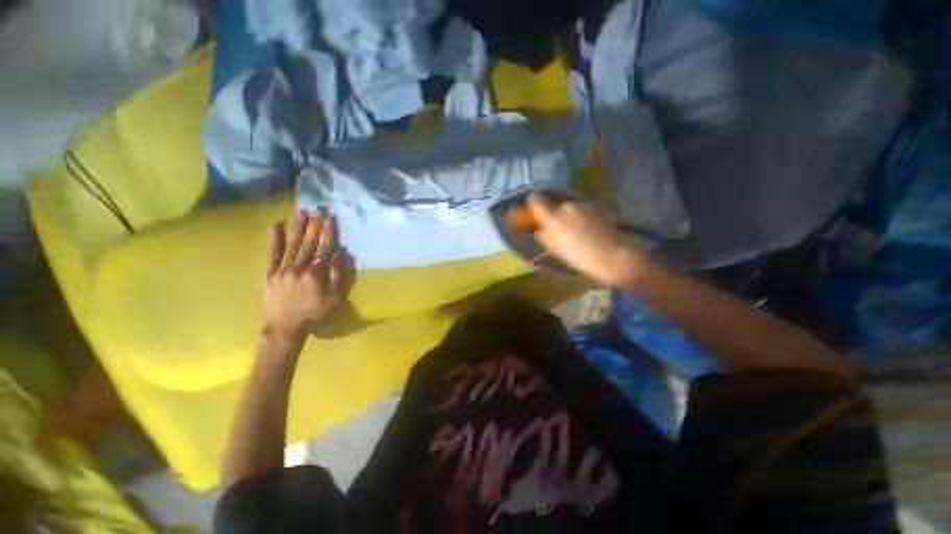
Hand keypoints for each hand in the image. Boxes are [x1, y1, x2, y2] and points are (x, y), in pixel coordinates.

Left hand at [265, 213, 352, 339]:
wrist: (286, 326)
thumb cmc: (316, 312)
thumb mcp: (335, 297)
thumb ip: (338, 274)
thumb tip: (339, 253)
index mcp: (316, 274)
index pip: (324, 248)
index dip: (328, 232)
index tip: (330, 218)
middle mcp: (299, 268)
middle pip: (309, 243)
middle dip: (315, 225)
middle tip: (318, 209)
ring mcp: (282, 269)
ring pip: (292, 244)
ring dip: (298, 227)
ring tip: (303, 212)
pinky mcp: (270, 273)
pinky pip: (272, 253)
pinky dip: (274, 239)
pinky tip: (276, 225)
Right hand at [526, 193, 646, 285]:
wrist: (613, 257)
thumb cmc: (580, 257)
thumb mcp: (554, 250)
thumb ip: (543, 235)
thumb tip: (539, 229)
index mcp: (553, 216)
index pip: (534, 199)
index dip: (530, 205)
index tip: (530, 214)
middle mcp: (566, 205)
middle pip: (551, 203)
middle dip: (549, 213)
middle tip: (552, 229)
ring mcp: (582, 205)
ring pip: (565, 207)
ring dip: (563, 215)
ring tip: (570, 233)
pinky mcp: (594, 208)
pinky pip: (577, 210)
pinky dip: (574, 217)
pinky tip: (582, 231)